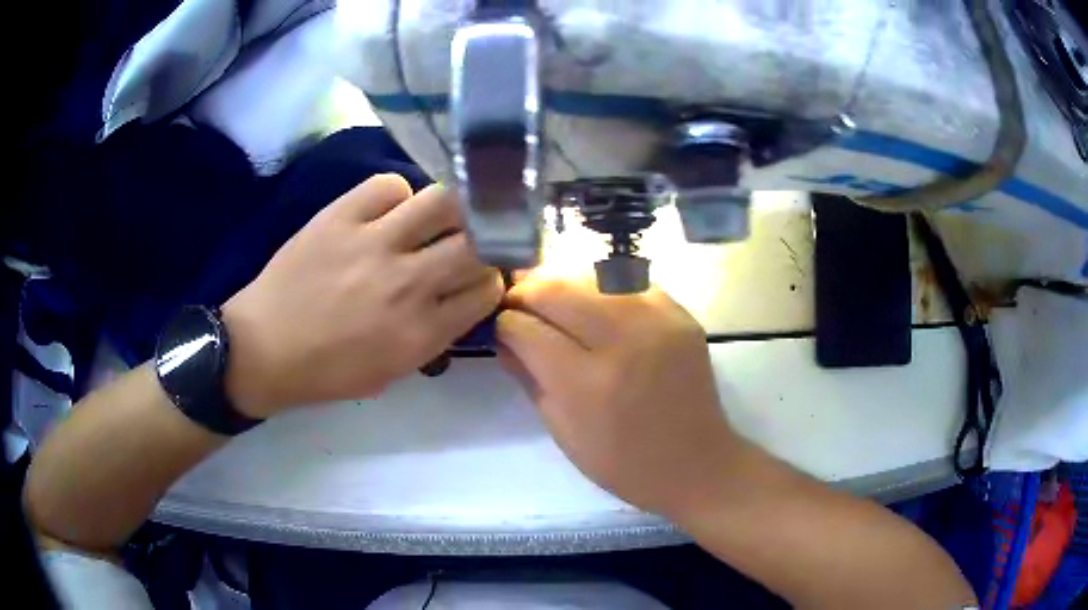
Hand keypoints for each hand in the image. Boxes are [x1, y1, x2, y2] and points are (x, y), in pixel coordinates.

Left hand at [221, 175, 503, 417]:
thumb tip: (460, 298)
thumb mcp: (392, 372)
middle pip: (478, 243)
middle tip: (472, 242)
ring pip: (445, 201)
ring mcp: (372, 243)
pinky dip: (396, 195)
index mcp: (421, 333)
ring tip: (436, 219)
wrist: (263, 349)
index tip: (481, 277)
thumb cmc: (327, 372)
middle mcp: (407, 283)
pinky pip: (389, 185)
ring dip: (451, 210)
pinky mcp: (340, 217)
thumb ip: (435, 336)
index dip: (491, 280)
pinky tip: (387, 211)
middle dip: (485, 242)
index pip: (487, 290)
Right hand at [496, 277, 746, 516]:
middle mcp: (624, 342)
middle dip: (526, 291)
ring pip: (591, 276)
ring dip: (561, 283)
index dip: (504, 322)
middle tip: (516, 301)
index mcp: (588, 385)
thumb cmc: (623, 463)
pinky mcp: (681, 314)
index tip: (499, 325)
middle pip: (557, 290)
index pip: (526, 329)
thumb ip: (528, 377)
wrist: (697, 463)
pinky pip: (628, 283)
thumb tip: (503, 337)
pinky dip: (601, 288)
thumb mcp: (563, 431)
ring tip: (550, 299)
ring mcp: (659, 321)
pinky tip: (594, 305)